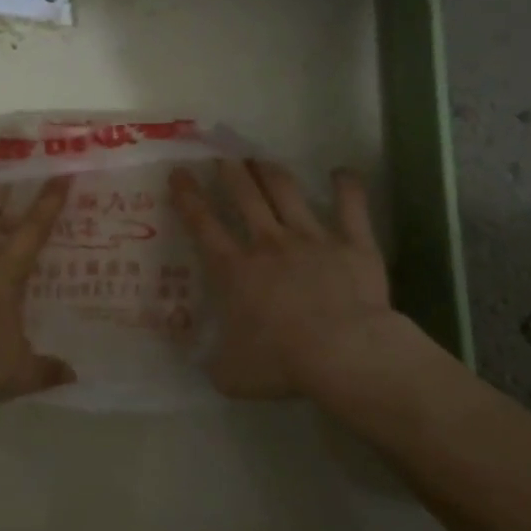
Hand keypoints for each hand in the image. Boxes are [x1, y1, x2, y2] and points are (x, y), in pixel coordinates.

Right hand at [170, 159, 400, 398]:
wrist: (345, 353)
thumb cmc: (282, 362)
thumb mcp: (231, 373)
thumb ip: (214, 362)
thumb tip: (202, 362)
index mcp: (235, 270)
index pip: (203, 224)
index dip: (188, 196)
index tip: (179, 172)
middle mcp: (268, 243)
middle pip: (244, 195)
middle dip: (230, 172)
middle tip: (223, 157)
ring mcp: (311, 238)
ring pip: (287, 192)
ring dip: (271, 172)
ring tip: (262, 160)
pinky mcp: (352, 242)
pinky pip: (350, 206)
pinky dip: (346, 186)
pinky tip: (341, 172)